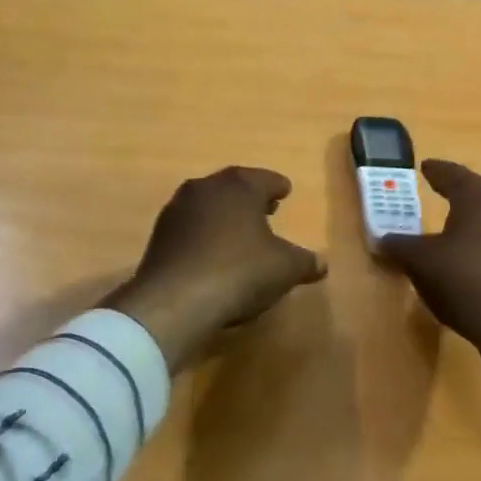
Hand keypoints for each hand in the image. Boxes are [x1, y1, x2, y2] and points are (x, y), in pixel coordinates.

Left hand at [103, 166, 326, 372]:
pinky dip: (205, 234)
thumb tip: (321, 263)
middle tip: (267, 209)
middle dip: (251, 198)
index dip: (278, 186)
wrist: (174, 301)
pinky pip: (191, 228)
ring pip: (209, 205)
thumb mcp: (285, 269)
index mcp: (239, 186)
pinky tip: (213, 254)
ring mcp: (177, 210)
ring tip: (240, 232)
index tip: (285, 191)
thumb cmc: (239, 271)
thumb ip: (305, 262)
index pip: (265, 179)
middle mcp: (206, 188)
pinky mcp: (159, 236)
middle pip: (233, 187)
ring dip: (225, 215)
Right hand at [379, 160, 480, 401]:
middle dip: (458, 190)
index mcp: (478, 198)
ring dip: (472, 218)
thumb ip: (400, 247)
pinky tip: (470, 258)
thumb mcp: (420, 262)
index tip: (426, 167)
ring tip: (453, 225)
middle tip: (440, 188)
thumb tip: (383, 240)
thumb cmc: (464, 279)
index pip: (454, 175)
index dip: (437, 171)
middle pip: (478, 192)